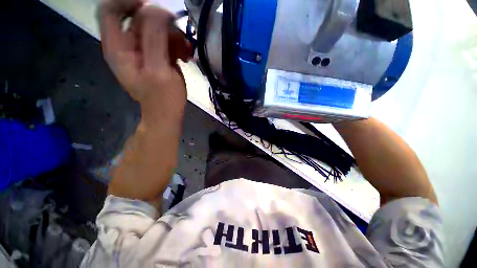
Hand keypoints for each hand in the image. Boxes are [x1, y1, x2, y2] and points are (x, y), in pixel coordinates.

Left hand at [99, 0, 191, 121]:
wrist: (167, 114)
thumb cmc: (163, 98)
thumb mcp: (159, 70)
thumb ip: (154, 38)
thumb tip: (157, 10)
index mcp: (118, 48)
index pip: (111, 10)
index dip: (130, 3)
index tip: (155, 10)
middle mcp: (126, 46)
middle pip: (138, 18)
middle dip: (162, 25)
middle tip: (180, 39)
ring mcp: (141, 51)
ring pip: (154, 29)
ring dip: (173, 36)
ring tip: (186, 52)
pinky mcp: (154, 57)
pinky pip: (164, 41)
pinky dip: (176, 45)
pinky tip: (185, 56)